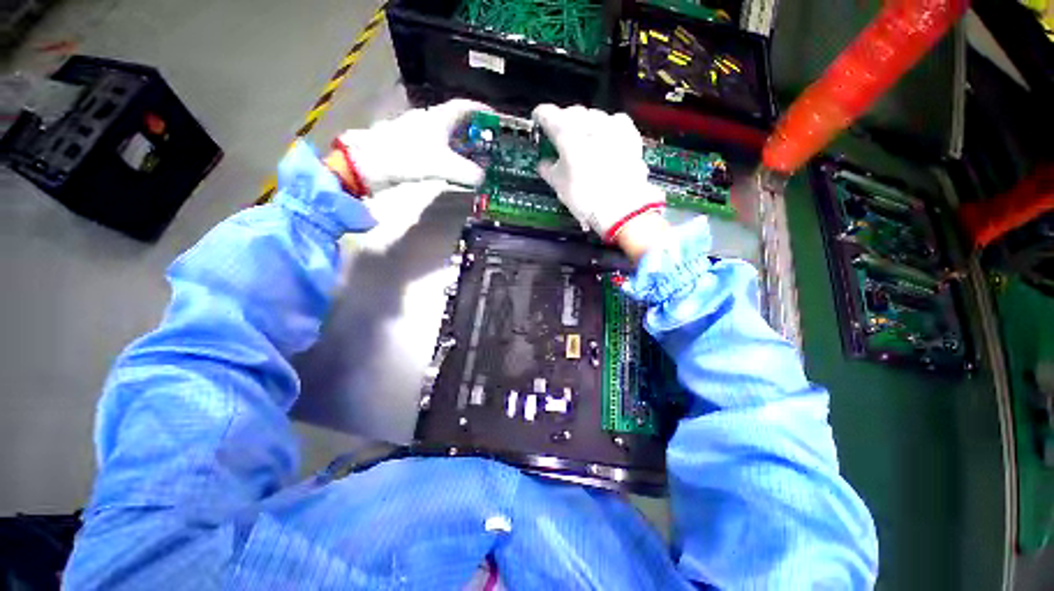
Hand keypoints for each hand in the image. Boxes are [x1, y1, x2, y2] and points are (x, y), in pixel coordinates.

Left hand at [332, 99, 490, 193]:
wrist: (373, 164)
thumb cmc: (408, 157)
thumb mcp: (442, 165)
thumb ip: (465, 171)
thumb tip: (481, 178)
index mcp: (438, 118)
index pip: (464, 107)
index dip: (481, 109)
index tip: (495, 116)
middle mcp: (429, 121)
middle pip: (456, 120)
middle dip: (473, 129)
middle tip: (487, 141)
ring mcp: (419, 132)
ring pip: (446, 134)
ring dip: (461, 142)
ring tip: (473, 155)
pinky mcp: (412, 145)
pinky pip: (438, 146)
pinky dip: (449, 152)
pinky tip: (452, 164)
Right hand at [532, 104, 666, 243]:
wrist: (621, 208)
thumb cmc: (585, 197)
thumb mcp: (559, 185)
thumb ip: (548, 170)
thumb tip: (544, 165)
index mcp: (566, 132)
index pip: (548, 114)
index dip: (541, 116)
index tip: (539, 120)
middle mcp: (589, 122)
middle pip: (572, 112)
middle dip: (565, 122)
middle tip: (561, 138)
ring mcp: (611, 126)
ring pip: (594, 116)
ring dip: (586, 124)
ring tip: (584, 142)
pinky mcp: (629, 135)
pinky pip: (615, 123)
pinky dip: (608, 129)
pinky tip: (606, 141)